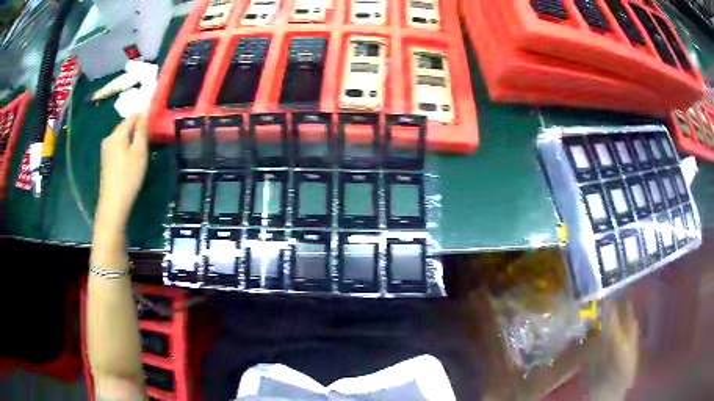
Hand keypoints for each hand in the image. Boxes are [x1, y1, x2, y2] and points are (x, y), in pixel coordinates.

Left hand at [96, 113, 148, 229]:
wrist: (113, 204)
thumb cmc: (128, 176)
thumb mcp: (139, 152)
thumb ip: (142, 130)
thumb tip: (145, 111)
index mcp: (117, 133)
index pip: (133, 116)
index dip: (145, 117)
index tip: (155, 126)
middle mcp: (109, 137)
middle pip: (126, 126)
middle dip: (138, 129)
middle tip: (151, 140)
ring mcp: (106, 150)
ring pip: (122, 137)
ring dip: (133, 140)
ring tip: (143, 151)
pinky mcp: (106, 161)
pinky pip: (118, 147)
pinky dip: (127, 148)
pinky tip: (132, 160)